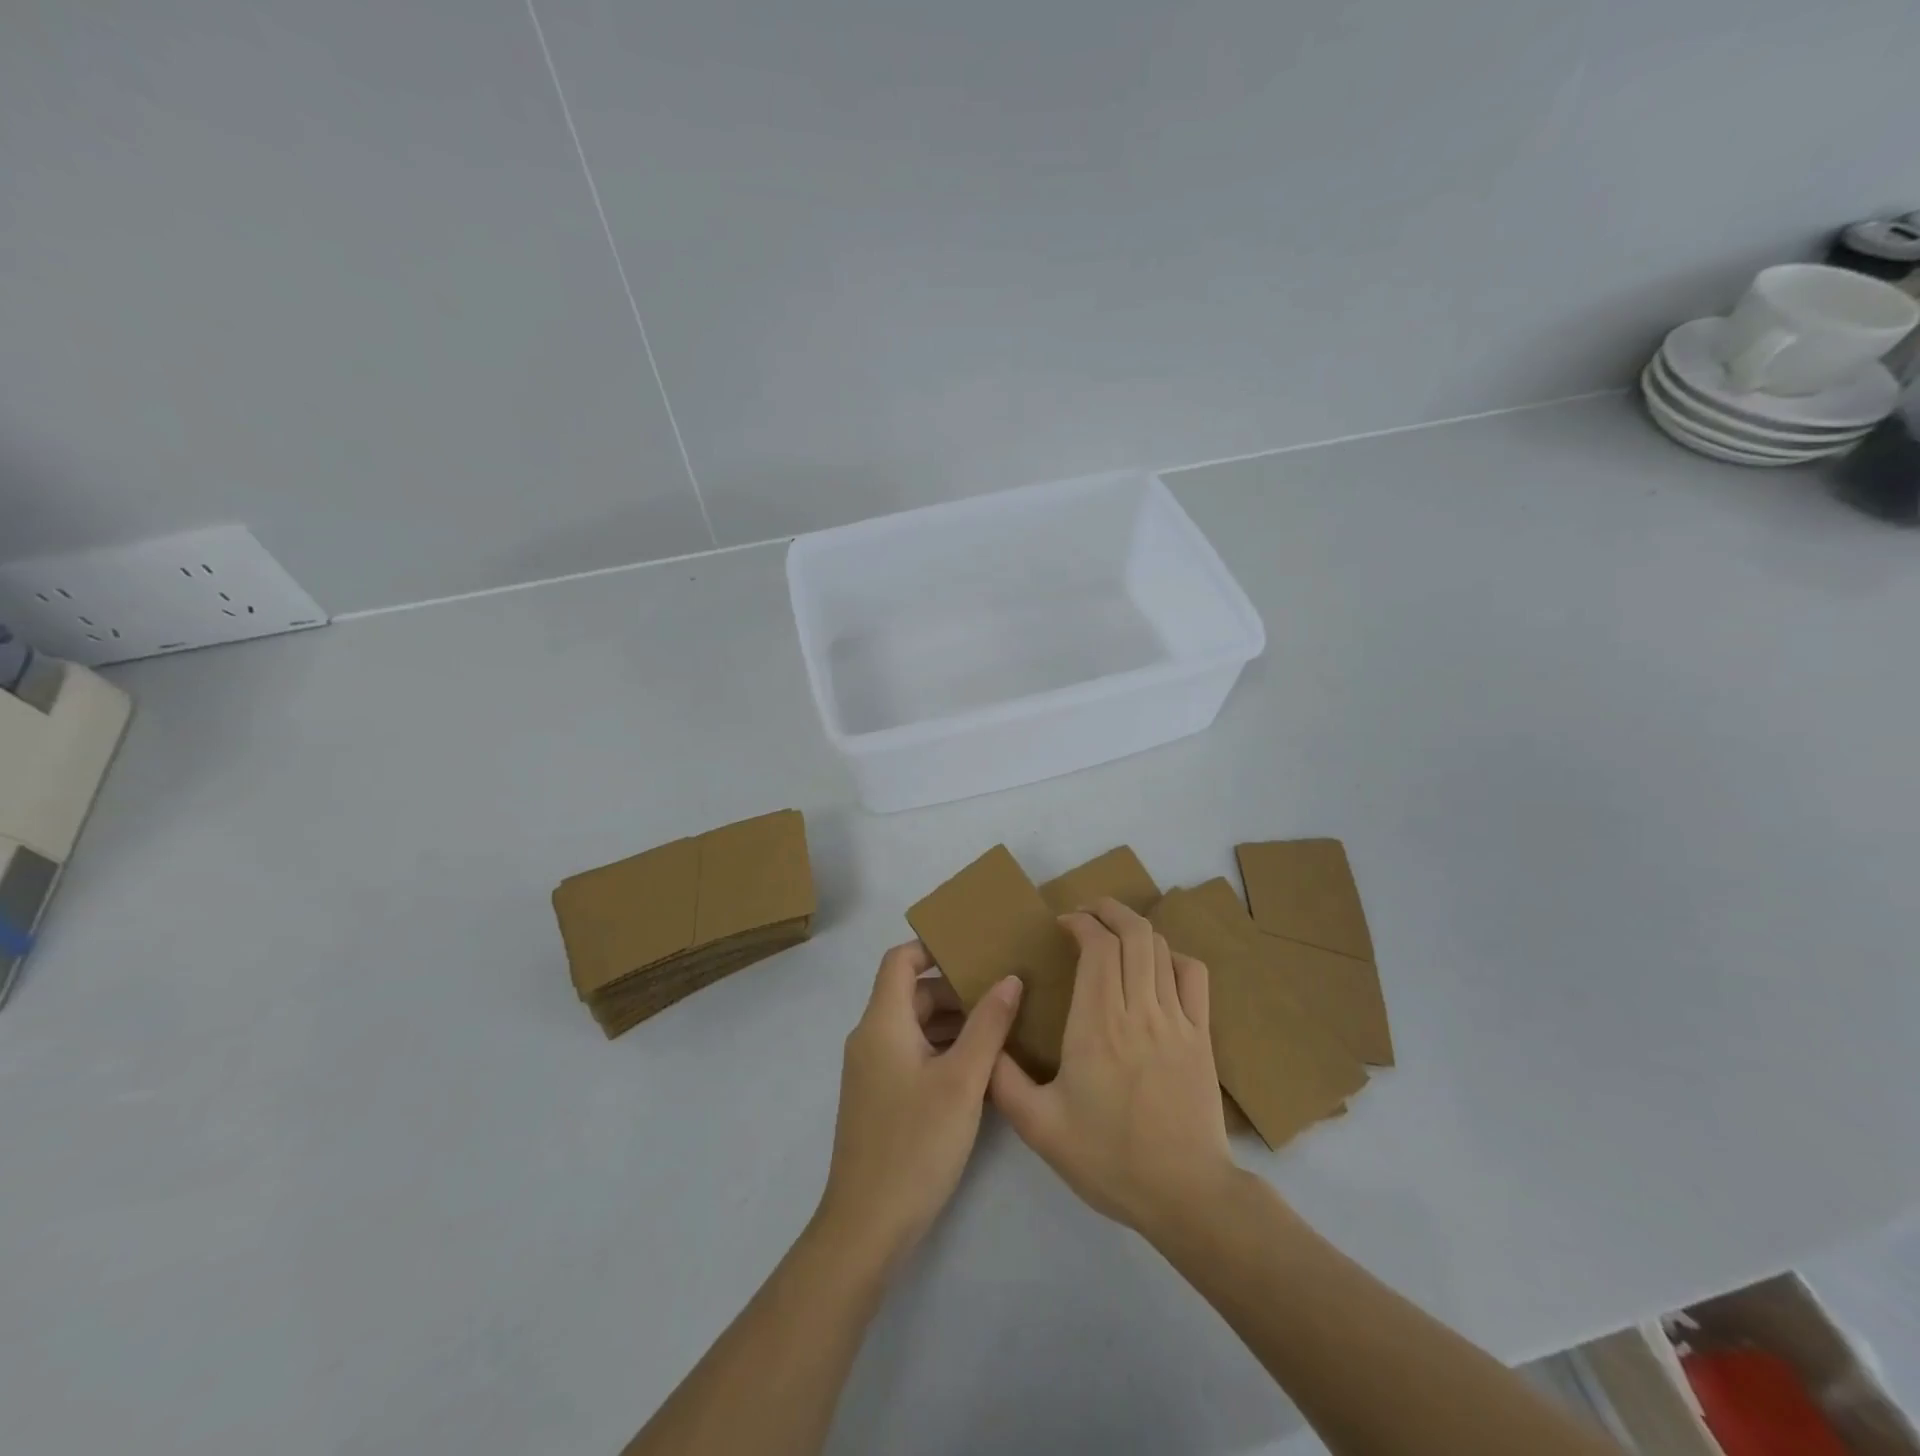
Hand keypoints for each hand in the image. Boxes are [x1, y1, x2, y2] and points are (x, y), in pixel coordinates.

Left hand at [814, 942, 1022, 1270]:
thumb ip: (988, 1025)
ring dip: (953, 1022)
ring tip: (1003, 1026)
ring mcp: (872, 1070)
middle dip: (955, 989)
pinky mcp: (880, 1097)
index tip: (975, 950)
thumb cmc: (915, 1143)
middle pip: (912, 994)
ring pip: (915, 1027)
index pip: (900, 960)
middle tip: (1004, 993)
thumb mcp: (962, 1081)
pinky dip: (942, 1049)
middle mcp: (871, 1038)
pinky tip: (981, 1068)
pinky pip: (912, 1054)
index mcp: (883, 1023)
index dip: (932, 948)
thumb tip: (1010, 979)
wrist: (867, 1226)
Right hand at [989, 898, 1234, 1239]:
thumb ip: (1003, 1081)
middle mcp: (1139, 1010)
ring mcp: (1177, 1020)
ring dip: (1136, 928)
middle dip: (1108, 911)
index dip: (1080, 922)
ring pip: (1161, 948)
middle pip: (1133, 934)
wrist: (1186, 1195)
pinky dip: (1173, 957)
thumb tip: (985, 1039)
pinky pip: (1193, 976)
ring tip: (1114, 931)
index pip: (1098, 946)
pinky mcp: (1202, 1036)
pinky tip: (1158, 967)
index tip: (1061, 925)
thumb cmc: (1109, 1159)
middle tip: (1086, 914)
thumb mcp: (1040, 1128)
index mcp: (1098, 1025)